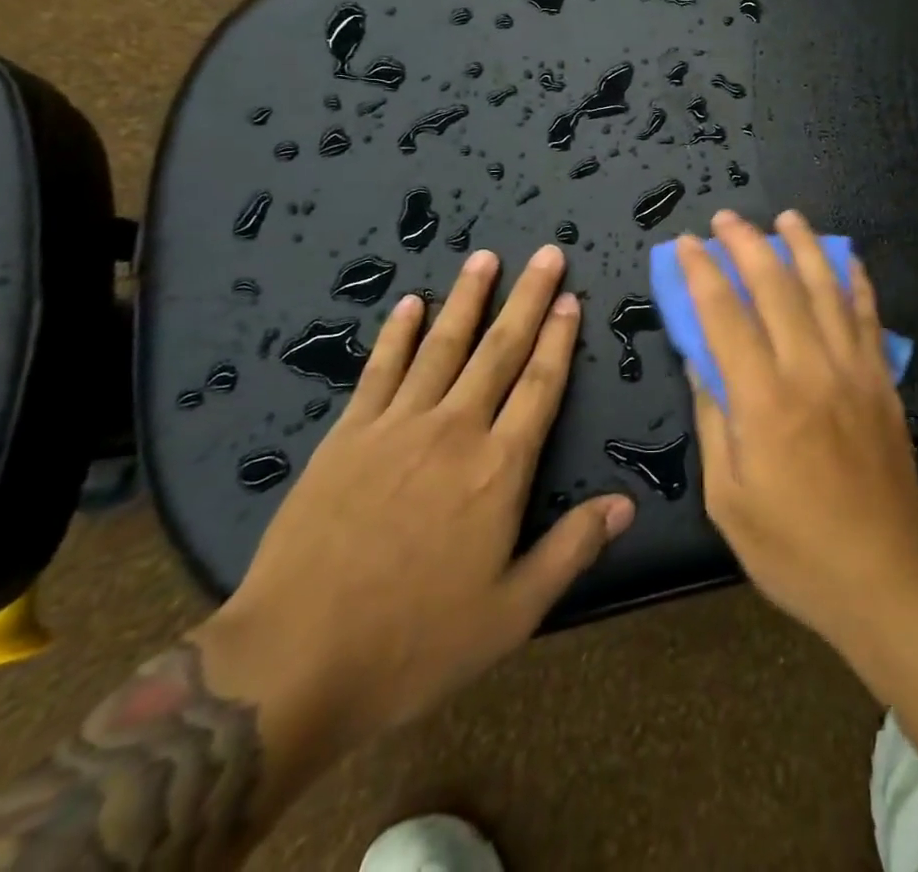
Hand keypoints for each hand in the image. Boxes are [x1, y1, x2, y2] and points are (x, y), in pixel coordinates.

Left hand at [193, 245, 633, 757]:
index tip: (571, 298)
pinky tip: (409, 304)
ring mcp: (397, 426)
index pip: (541, 385)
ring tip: (485, 257)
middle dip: (527, 298)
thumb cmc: (414, 642)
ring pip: (442, 346)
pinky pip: (380, 371)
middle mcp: (455, 430)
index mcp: (500, 469)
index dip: (559, 338)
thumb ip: (571, 549)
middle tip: (545, 254)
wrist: (292, 663)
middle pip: (500, 349)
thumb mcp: (512, 612)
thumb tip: (626, 504)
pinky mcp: (348, 436)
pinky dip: (397, 334)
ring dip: (466, 299)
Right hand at [680, 210, 917, 650]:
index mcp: (764, 402)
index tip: (685, 245)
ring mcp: (853, 371)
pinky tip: (847, 258)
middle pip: (775, 288)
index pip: (724, 317)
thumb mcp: (728, 497)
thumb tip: (698, 359)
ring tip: (787, 216)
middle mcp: (810, 371)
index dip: (702, 275)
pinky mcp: (882, 381)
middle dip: (747, 244)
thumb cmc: (792, 548)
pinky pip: (869, 317)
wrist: (883, 576)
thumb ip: (713, 418)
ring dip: (804, 246)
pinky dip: (856, 281)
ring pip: (826, 290)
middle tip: (726, 218)